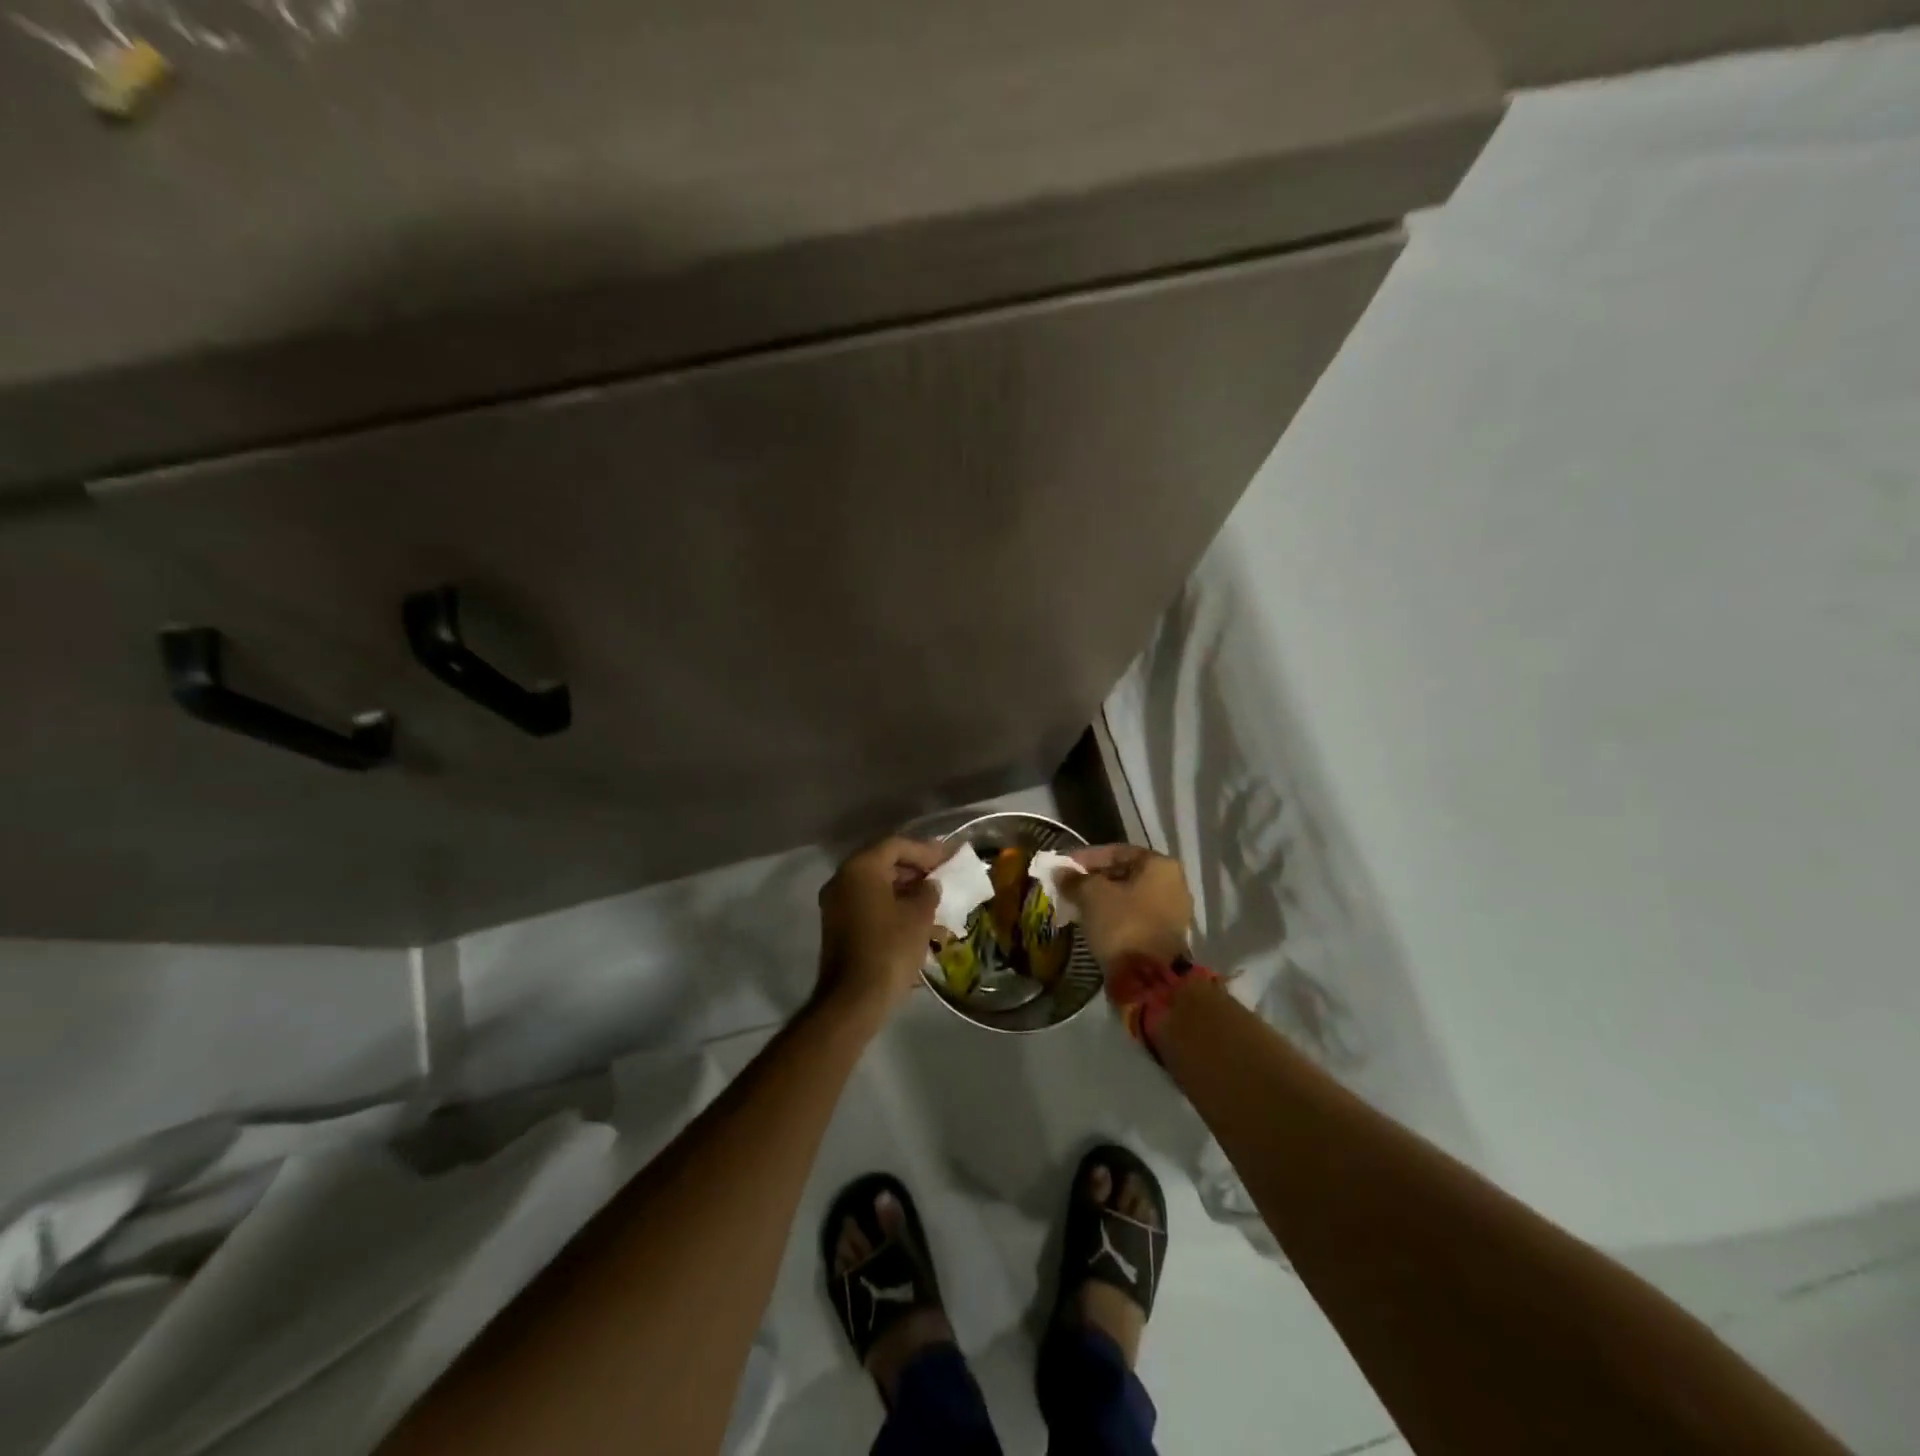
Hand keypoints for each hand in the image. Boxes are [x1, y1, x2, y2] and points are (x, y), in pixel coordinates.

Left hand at [815, 836, 955, 1020]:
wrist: (854, 999)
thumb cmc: (890, 949)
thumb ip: (928, 891)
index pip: (896, 845)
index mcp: (861, 868)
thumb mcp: (919, 916)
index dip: (926, 850)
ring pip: (876, 884)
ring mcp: (836, 903)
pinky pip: (868, 903)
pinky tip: (915, 918)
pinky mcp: (838, 925)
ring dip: (905, 889)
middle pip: (883, 862)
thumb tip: (929, 885)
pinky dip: (891, 904)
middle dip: (915, 868)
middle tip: (941, 876)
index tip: (949, 858)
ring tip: (933, 899)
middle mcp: (843, 879)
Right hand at [1063, 844, 1192, 965]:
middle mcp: (1174, 883)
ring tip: (1076, 904)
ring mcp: (1173, 911)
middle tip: (1068, 886)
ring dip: (1103, 899)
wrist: (1150, 978)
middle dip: (1094, 879)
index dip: (1086, 857)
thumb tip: (1060, 872)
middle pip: (1124, 873)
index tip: (1063, 867)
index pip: (1116, 851)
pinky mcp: (1166, 935)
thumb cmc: (1122, 924)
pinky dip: (1114, 916)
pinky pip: (1135, 916)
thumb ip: (1075, 879)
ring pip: (1129, 896)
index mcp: (1160, 865)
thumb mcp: (1091, 895)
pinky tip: (1093, 921)